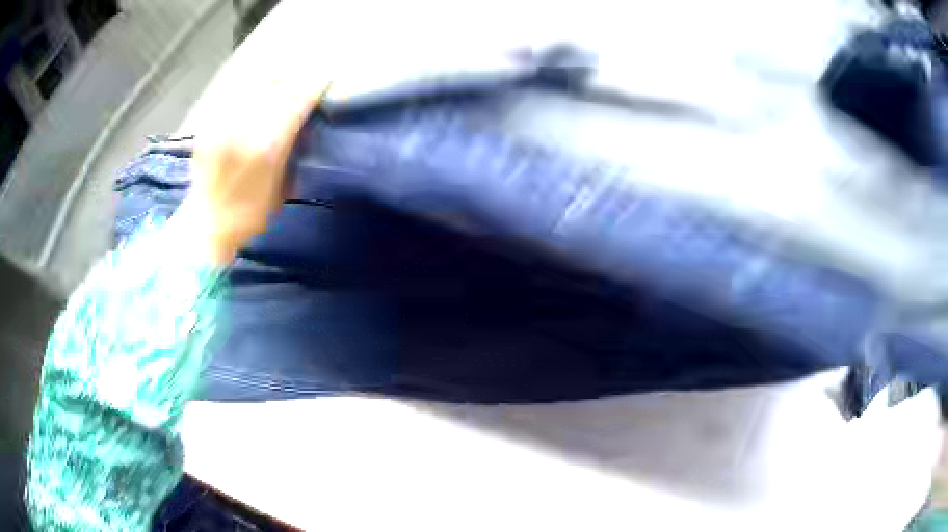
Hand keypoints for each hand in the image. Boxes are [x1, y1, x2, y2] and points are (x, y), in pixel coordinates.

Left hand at [179, 33, 330, 265]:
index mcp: (266, 148)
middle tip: (305, 76)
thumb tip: (304, 128)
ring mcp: (222, 125)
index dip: (313, 86)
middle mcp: (243, 129)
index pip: (296, 103)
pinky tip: (255, 91)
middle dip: (294, 78)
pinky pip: (231, 95)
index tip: (325, 78)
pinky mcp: (208, 126)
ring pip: (252, 86)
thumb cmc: (249, 215)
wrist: (205, 225)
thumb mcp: (282, 189)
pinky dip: (247, 88)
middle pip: (275, 87)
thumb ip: (292, 154)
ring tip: (281, 78)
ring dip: (271, 79)